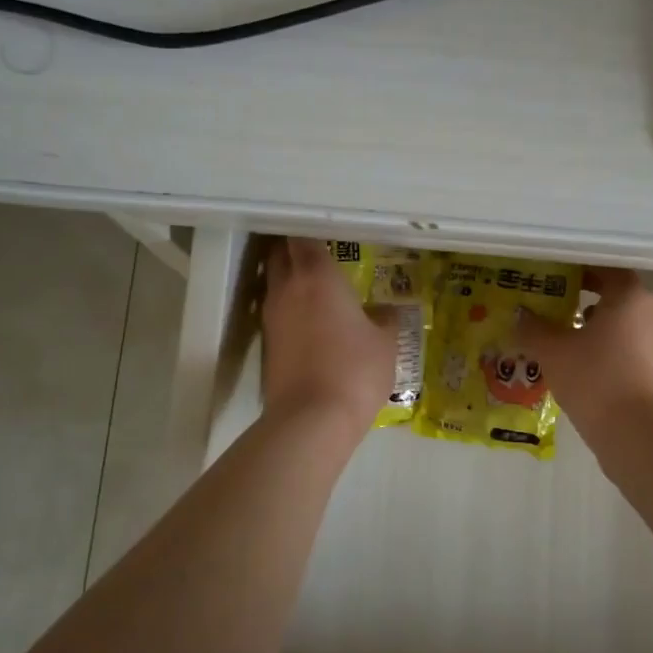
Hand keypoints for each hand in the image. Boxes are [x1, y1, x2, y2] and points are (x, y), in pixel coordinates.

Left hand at [262, 238, 398, 429]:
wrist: (312, 419)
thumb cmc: (355, 370)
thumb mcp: (385, 343)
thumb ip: (385, 319)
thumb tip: (385, 311)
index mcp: (317, 276)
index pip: (303, 237)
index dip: (313, 233)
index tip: (329, 236)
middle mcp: (287, 288)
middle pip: (280, 255)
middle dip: (295, 251)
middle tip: (321, 258)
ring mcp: (271, 317)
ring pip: (275, 284)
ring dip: (290, 281)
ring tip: (319, 291)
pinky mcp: (267, 345)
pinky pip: (276, 313)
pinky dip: (290, 310)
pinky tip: (312, 324)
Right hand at [515, 268, 652, 443]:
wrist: (634, 432)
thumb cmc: (594, 377)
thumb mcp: (552, 350)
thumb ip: (534, 328)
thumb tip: (521, 315)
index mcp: (630, 297)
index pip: (606, 269)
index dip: (579, 271)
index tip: (553, 278)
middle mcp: (650, 315)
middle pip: (613, 298)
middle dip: (581, 303)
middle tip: (550, 308)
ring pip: (619, 328)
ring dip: (591, 330)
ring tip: (559, 342)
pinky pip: (624, 353)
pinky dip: (602, 354)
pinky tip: (578, 370)